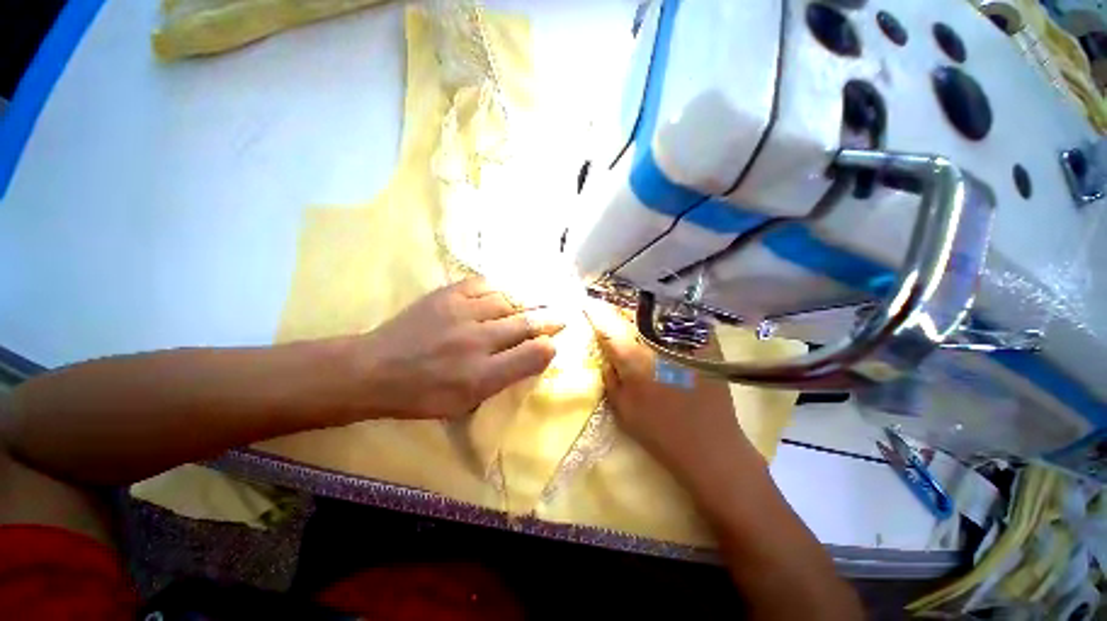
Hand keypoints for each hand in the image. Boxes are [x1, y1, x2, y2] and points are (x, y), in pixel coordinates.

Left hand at [356, 278, 563, 419]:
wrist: (375, 370)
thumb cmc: (422, 395)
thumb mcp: (466, 403)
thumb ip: (503, 379)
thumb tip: (532, 356)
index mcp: (481, 375)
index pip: (532, 355)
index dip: (549, 347)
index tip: (553, 344)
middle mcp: (477, 341)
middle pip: (526, 324)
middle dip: (549, 320)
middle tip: (560, 316)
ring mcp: (461, 313)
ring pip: (509, 301)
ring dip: (525, 305)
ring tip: (531, 306)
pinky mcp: (447, 294)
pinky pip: (484, 284)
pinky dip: (499, 289)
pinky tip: (503, 294)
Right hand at [585, 300, 762, 489]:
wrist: (710, 447)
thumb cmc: (660, 432)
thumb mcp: (623, 410)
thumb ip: (611, 379)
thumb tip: (607, 358)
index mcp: (634, 360)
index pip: (609, 329)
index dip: (596, 314)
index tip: (588, 305)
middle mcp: (658, 344)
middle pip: (636, 315)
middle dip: (623, 310)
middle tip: (618, 311)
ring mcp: (686, 344)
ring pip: (663, 314)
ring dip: (650, 310)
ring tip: (643, 311)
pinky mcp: (708, 348)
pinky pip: (689, 323)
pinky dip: (678, 318)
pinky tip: (673, 323)